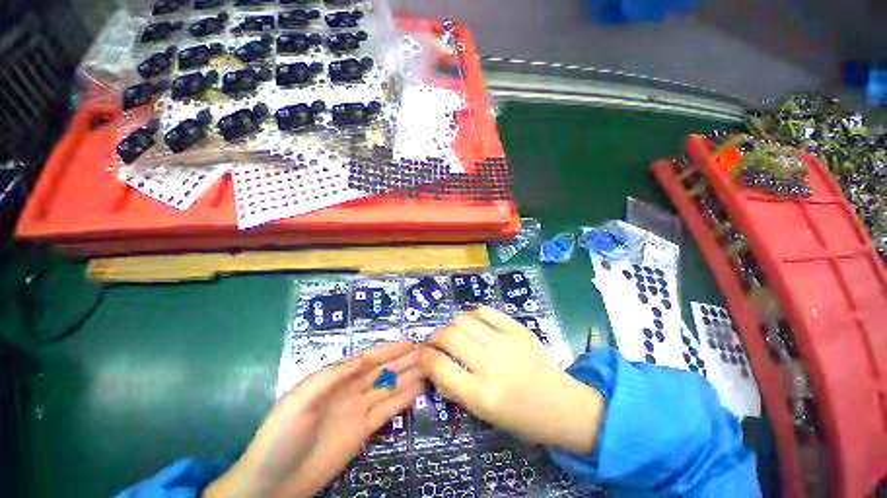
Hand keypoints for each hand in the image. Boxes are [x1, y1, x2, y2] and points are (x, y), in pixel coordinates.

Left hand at [205, 342, 425, 497]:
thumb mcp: (301, 400)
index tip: (411, 343)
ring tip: (429, 368)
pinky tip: (418, 391)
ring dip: (409, 377)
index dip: (390, 349)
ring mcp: (359, 410)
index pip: (368, 358)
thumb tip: (364, 358)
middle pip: (383, 370)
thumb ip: (332, 376)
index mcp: (336, 379)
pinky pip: (388, 410)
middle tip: (428, 352)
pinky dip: (404, 399)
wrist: (272, 484)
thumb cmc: (281, 436)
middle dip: (404, 360)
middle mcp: (351, 390)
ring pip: (390, 388)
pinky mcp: (364, 431)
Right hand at [420, 306, 603, 453]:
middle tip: (434, 340)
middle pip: (450, 336)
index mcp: (482, 395)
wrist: (563, 405)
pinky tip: (472, 322)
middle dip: (434, 336)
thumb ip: (455, 387)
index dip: (425, 357)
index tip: (422, 354)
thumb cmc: (520, 416)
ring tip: (453, 331)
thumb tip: (434, 362)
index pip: (439, 366)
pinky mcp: (518, 329)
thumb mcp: (483, 413)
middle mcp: (492, 365)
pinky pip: (486, 311)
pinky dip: (472, 314)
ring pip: (464, 319)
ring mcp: (507, 343)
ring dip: (451, 323)